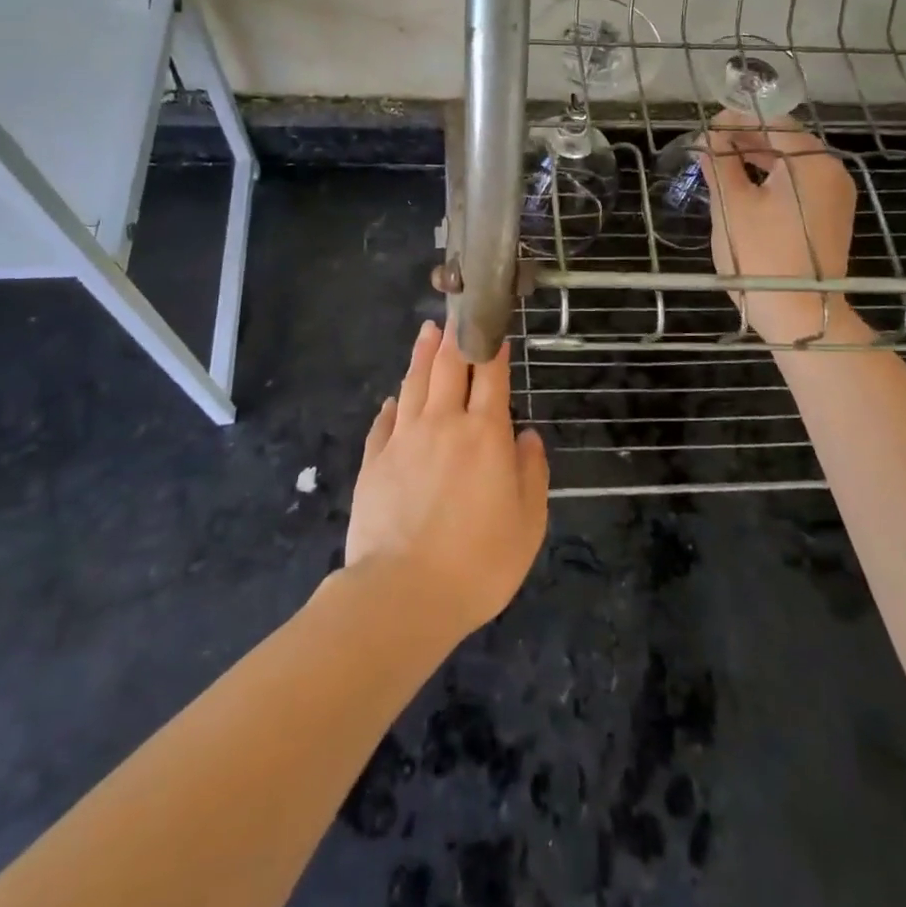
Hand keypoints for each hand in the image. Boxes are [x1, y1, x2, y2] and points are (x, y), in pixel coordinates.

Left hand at [345, 320, 549, 636]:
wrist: (403, 593)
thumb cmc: (479, 562)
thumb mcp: (528, 523)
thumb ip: (530, 473)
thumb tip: (526, 437)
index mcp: (484, 434)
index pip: (491, 376)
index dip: (493, 347)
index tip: (494, 325)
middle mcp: (443, 424)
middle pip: (448, 368)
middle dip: (454, 337)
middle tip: (455, 313)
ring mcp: (403, 440)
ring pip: (413, 385)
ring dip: (421, 356)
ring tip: (426, 332)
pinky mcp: (374, 462)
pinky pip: (384, 422)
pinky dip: (392, 405)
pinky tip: (393, 399)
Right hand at [702, 110, 861, 344]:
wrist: (800, 316)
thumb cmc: (761, 256)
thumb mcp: (731, 205)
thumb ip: (719, 163)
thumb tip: (710, 137)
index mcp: (811, 161)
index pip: (771, 120)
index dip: (735, 119)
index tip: (705, 129)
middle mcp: (831, 171)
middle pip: (784, 140)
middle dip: (744, 139)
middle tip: (708, 147)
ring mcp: (835, 196)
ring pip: (790, 164)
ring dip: (755, 160)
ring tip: (720, 167)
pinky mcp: (830, 218)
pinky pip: (798, 186)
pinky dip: (771, 181)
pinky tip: (744, 190)